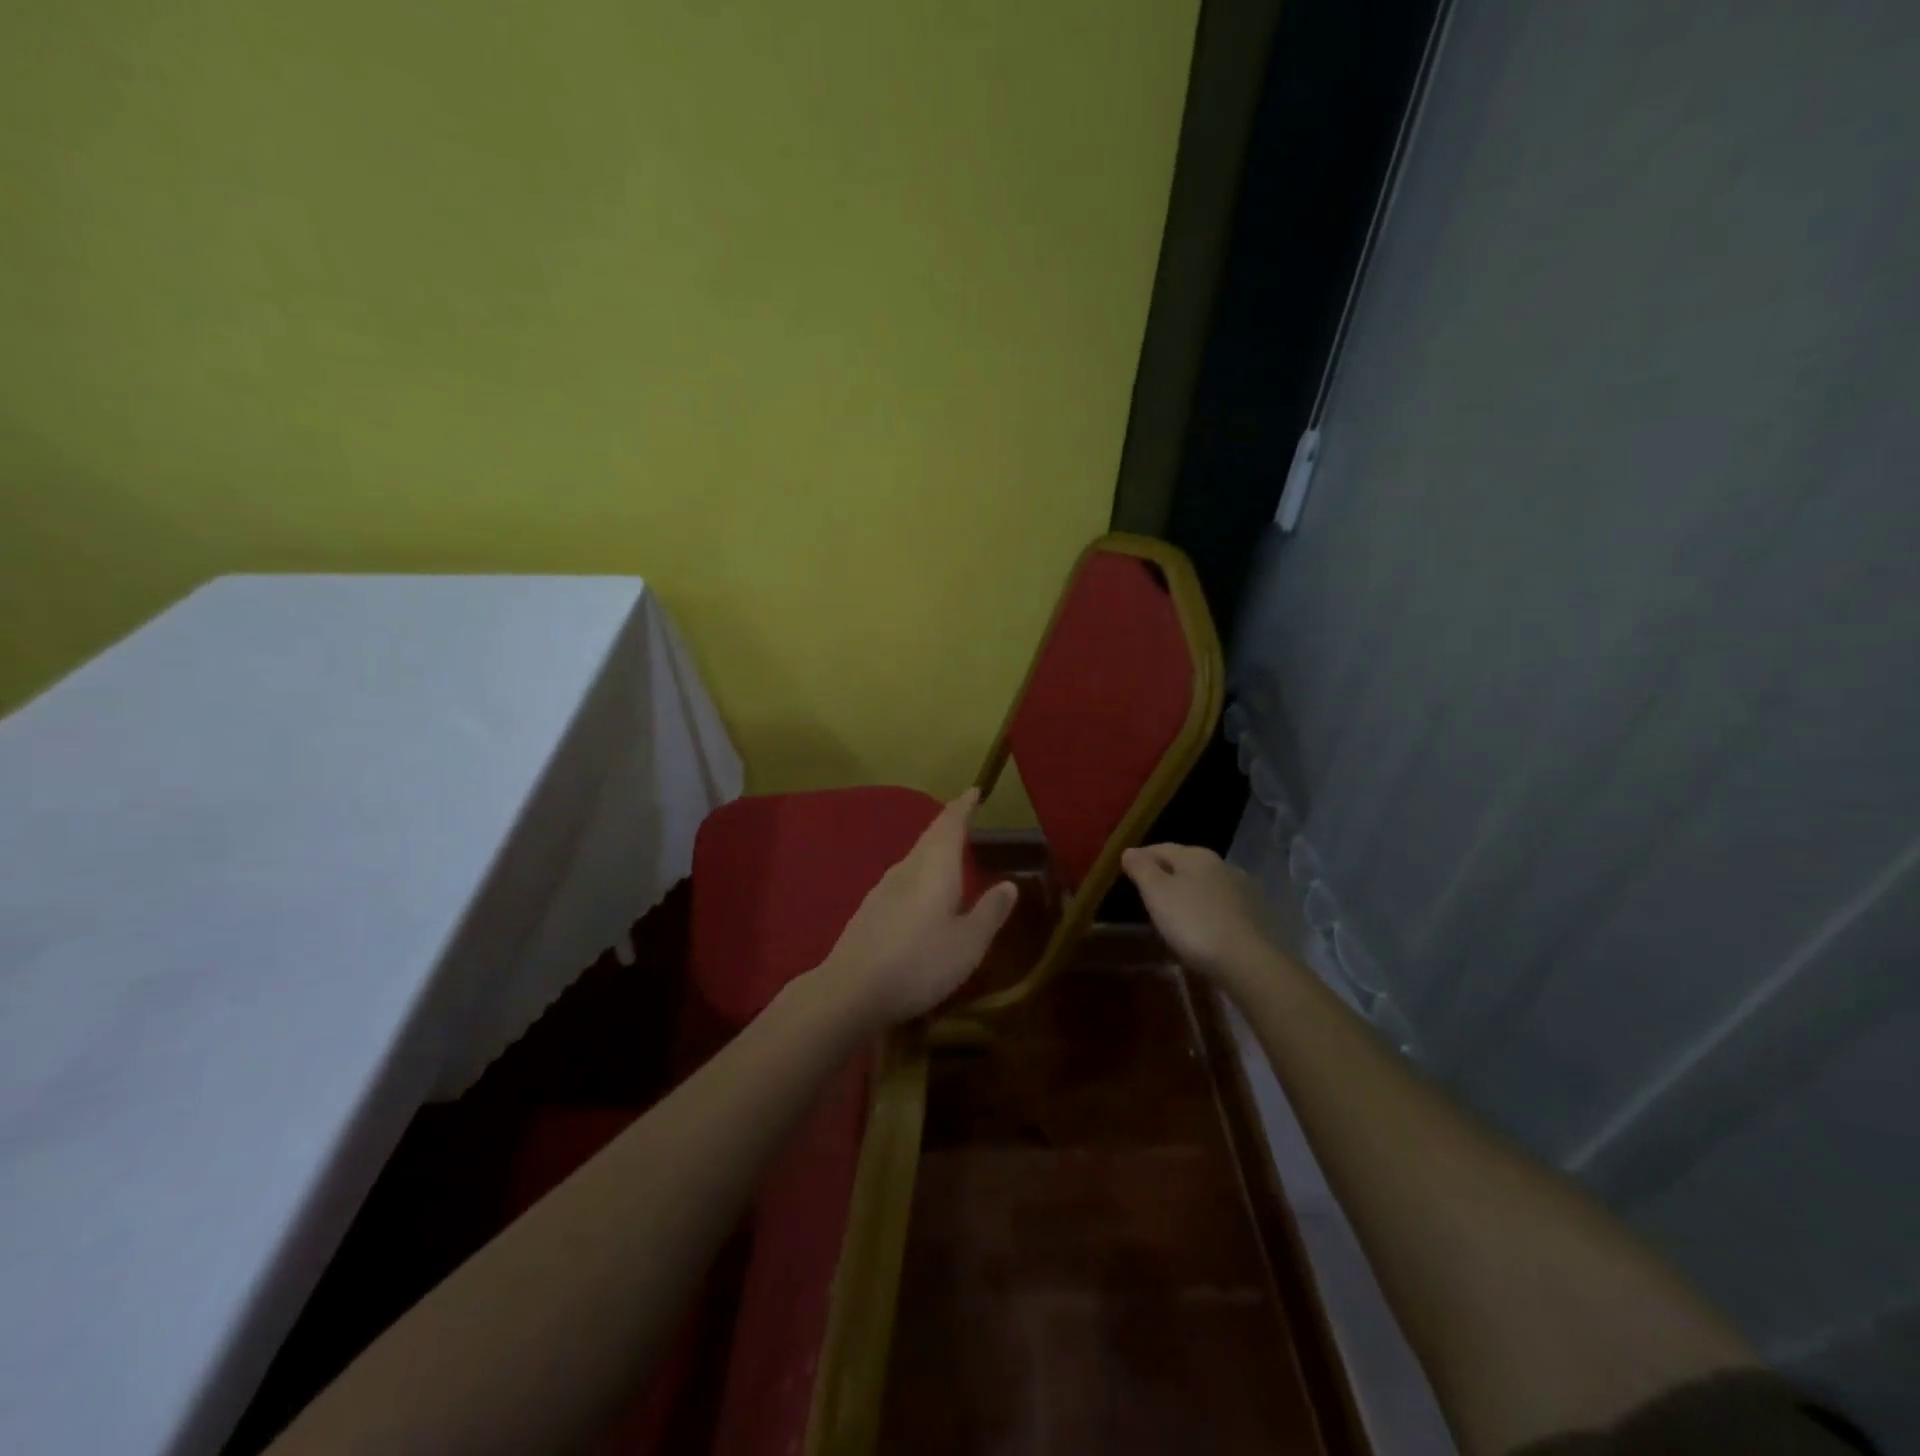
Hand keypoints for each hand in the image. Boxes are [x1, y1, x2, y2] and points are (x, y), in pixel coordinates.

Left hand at [815, 788, 1018, 1029]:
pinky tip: (923, 894)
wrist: (850, 992)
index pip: (950, 825)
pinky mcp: (870, 911)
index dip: (963, 807)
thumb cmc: (919, 963)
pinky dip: (920, 875)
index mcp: (934, 868)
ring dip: (933, 851)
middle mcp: (907, 869)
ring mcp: (883, 889)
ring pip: (914, 859)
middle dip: (949, 826)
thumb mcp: (968, 943)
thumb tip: (1010, 884)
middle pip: (929, 838)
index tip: (974, 791)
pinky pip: (903, 880)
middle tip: (966, 818)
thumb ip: (990, 912)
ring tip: (950, 855)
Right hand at [1121, 843, 1273, 988]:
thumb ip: (1141, 868)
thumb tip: (1129, 851)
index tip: (1125, 871)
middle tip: (1145, 893)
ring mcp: (1240, 889)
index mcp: (1196, 855)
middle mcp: (1221, 864)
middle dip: (1164, 875)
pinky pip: (1218, 904)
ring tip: (1170, 912)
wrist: (1245, 961)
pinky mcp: (1252, 914)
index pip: (1160, 848)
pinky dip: (1203, 909)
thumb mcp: (1156, 893)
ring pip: (1203, 884)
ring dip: (1186, 892)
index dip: (1140, 858)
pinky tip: (1198, 926)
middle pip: (1184, 864)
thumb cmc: (1192, 921)